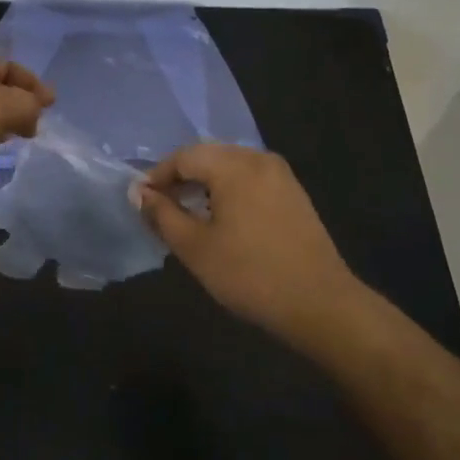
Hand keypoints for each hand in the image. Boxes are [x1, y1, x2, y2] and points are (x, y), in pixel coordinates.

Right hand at [137, 144, 363, 349]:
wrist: (320, 303)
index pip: (184, 157)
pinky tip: (223, 218)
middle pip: (208, 156)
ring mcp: (281, 175)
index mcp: (234, 165)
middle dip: (181, 178)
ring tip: (188, 214)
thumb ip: (163, 215)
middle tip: (161, 207)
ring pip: (230, 167)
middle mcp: (258, 159)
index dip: (158, 176)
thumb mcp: (195, 247)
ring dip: (205, 184)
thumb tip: (139, 193)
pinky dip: (229, 190)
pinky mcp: (294, 193)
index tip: (141, 201)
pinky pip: (250, 179)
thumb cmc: (250, 274)